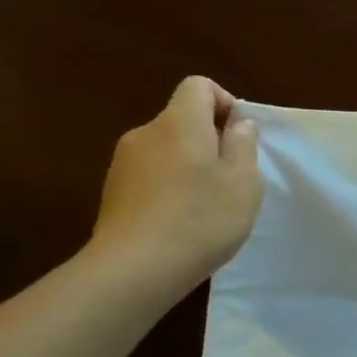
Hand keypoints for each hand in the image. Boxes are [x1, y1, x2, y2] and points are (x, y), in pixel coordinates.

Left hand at [89, 77, 263, 296]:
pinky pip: (151, 175)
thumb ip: (243, 144)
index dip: (224, 102)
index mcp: (180, 123)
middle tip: (232, 177)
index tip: (239, 136)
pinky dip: (170, 186)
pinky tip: (182, 221)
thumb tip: (237, 123)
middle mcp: (146, 134)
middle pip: (182, 119)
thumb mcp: (244, 181)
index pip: (198, 86)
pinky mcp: (112, 193)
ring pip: (167, 149)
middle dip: (210, 139)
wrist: (133, 270)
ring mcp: (123, 164)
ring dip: (190, 165)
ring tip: (207, 204)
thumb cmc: (201, 218)